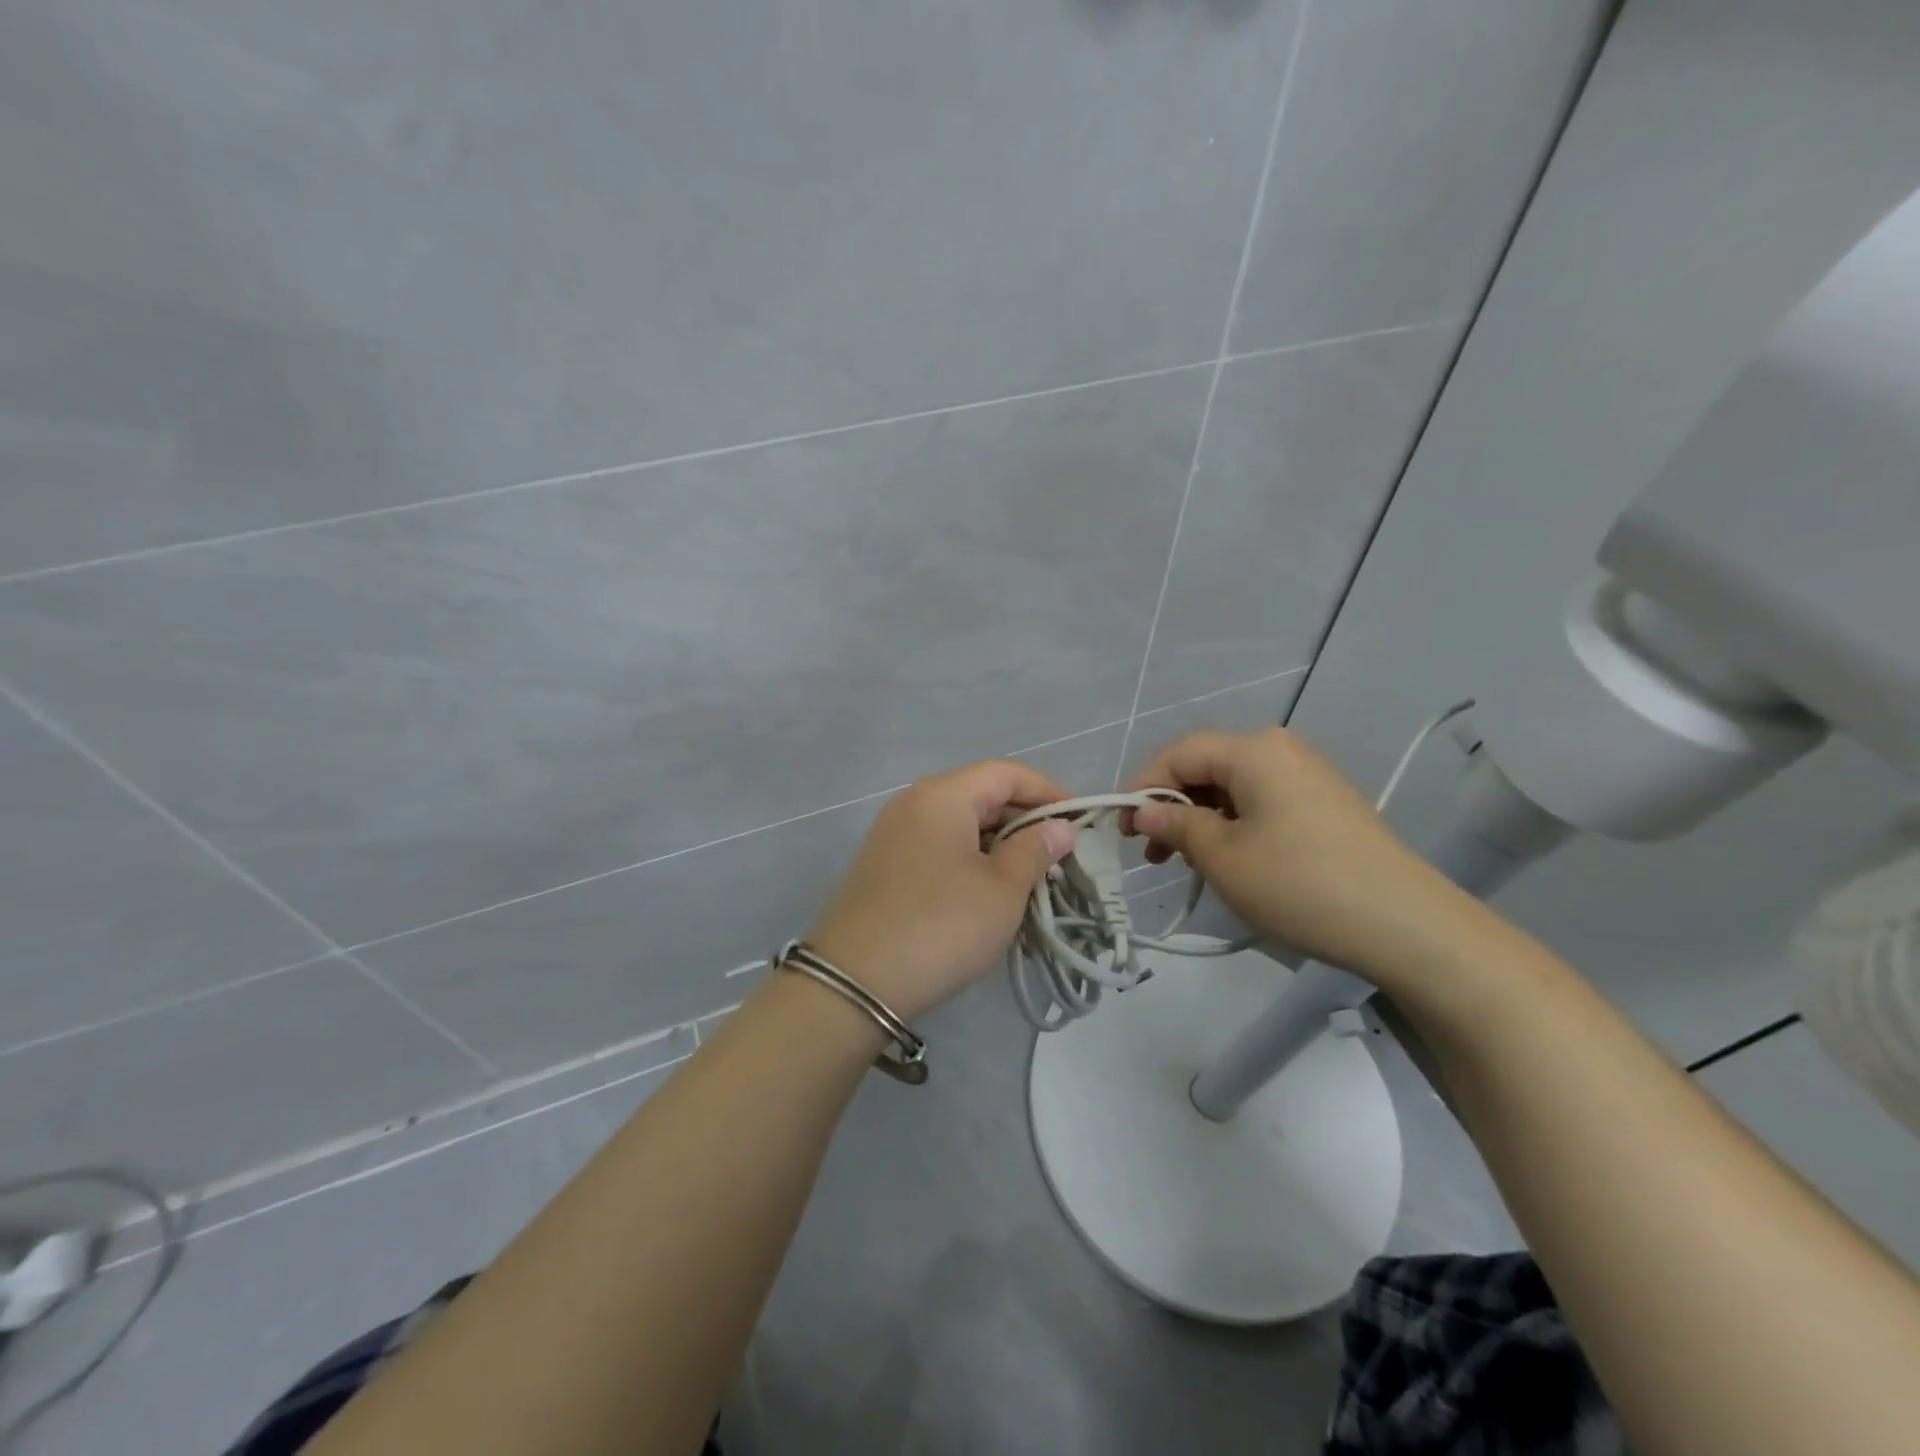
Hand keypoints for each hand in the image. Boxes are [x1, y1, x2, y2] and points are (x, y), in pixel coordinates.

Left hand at [807, 760, 1076, 1020]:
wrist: (855, 982)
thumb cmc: (940, 927)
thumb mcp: (1002, 890)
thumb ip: (1035, 850)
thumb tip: (1059, 828)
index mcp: (943, 795)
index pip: (1006, 773)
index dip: (1048, 791)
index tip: (1079, 821)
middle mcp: (914, 802)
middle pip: (981, 794)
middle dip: (1025, 819)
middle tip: (1060, 855)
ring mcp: (894, 833)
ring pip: (960, 823)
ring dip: (999, 843)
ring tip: (1032, 877)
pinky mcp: (884, 864)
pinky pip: (939, 846)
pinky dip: (971, 858)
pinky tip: (990, 891)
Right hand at [1126, 728, 1471, 980]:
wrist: (1406, 925)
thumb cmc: (1300, 884)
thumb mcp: (1222, 857)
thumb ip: (1175, 825)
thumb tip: (1143, 811)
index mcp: (1253, 750)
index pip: (1178, 753)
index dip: (1141, 786)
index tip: (1121, 829)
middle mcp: (1280, 750)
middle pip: (1205, 766)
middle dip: (1170, 806)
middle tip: (1151, 854)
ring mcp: (1308, 775)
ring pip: (1232, 787)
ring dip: (1199, 819)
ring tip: (1184, 864)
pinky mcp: (1324, 803)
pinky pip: (1261, 802)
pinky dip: (1232, 825)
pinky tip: (1227, 860)